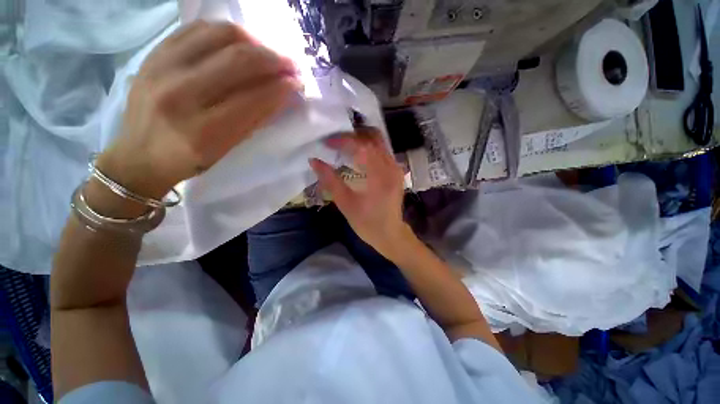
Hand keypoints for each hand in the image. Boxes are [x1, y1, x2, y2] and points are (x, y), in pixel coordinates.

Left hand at [97, 21, 300, 198]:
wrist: (139, 155)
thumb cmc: (189, 160)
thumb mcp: (228, 148)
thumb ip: (255, 119)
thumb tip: (283, 94)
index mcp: (203, 130)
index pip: (253, 98)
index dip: (281, 87)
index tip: (297, 82)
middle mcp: (180, 93)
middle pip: (237, 59)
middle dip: (273, 59)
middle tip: (290, 63)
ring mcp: (162, 67)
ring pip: (218, 34)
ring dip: (252, 40)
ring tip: (265, 52)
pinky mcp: (154, 53)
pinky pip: (196, 28)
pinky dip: (224, 33)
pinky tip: (238, 44)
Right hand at [309, 127, 411, 256]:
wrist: (390, 235)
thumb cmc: (367, 224)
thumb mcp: (346, 204)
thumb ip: (330, 181)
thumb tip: (314, 161)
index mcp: (380, 177)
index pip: (362, 147)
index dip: (343, 141)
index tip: (327, 142)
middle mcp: (392, 168)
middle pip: (373, 139)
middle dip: (352, 135)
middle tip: (335, 140)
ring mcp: (396, 168)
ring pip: (379, 143)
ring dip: (361, 139)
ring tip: (343, 144)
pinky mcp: (396, 171)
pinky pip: (383, 151)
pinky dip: (368, 147)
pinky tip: (356, 153)